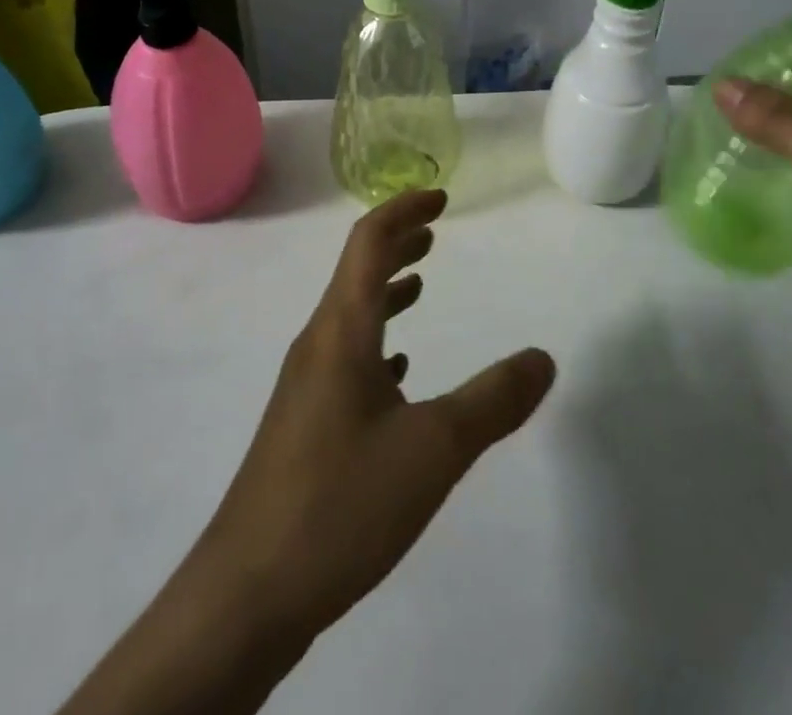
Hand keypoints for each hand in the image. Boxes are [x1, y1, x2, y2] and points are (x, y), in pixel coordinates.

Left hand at [189, 188, 555, 651]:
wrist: (247, 592)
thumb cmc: (340, 501)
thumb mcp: (433, 449)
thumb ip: (492, 400)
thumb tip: (543, 358)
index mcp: (342, 330)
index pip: (369, 242)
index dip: (404, 210)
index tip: (441, 198)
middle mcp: (319, 344)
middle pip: (357, 271)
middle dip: (397, 244)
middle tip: (435, 231)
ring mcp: (307, 385)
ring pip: (351, 316)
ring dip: (387, 290)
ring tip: (421, 285)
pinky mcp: (304, 423)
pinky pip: (345, 358)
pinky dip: (377, 341)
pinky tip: (398, 370)